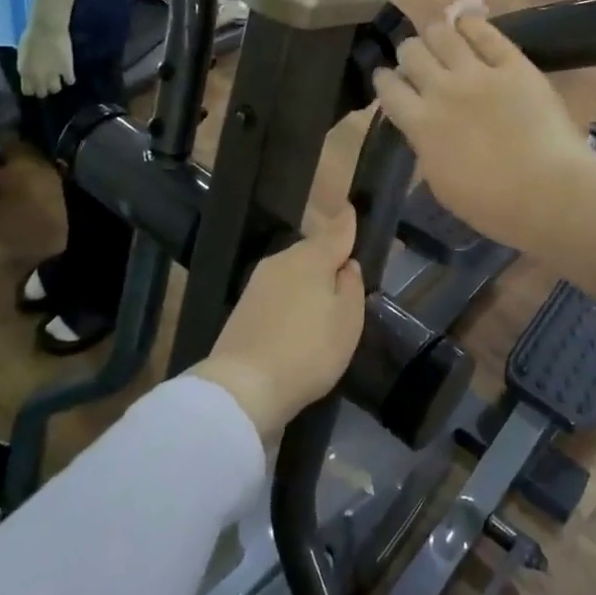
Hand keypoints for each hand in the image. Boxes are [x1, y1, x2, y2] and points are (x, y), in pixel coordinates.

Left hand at [17, 18, 76, 96]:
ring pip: (56, 89)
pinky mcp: (67, 70)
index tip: (35, 84)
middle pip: (42, 93)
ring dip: (56, 85)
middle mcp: (39, 78)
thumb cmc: (31, 36)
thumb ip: (26, 66)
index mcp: (25, 72)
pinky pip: (70, 81)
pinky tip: (68, 73)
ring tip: (58, 78)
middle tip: (47, 81)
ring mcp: (54, 75)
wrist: (47, 29)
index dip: (32, 88)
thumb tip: (31, 71)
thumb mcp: (23, 54)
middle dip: (44, 88)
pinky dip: (69, 79)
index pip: (28, 91)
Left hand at [191, 211, 365, 439]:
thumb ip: (352, 286)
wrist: (243, 386)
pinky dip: (291, 298)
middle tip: (346, 275)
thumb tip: (347, 265)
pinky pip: (278, 291)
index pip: (336, 232)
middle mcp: (282, 260)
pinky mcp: (244, 306)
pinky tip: (297, 318)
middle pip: (313, 251)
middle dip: (328, 258)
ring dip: (309, 280)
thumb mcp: (348, 320)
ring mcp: (259, 282)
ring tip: (324, 302)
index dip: (347, 222)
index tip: (351, 208)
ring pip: (293, 271)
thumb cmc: (308, 351)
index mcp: (312, 258)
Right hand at [372, 9, 595, 254]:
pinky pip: (485, 32)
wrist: (549, 193)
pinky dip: (472, 25)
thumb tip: (425, 129)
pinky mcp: (513, 64)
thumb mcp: (442, 183)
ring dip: (437, 35)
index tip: (389, 79)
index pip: (388, 88)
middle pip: (410, 52)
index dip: (385, 79)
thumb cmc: (493, 205)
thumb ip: (427, 147)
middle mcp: (442, 90)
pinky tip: (468, 26)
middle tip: (419, 62)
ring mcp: (478, 73)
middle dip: (409, 53)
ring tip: (444, 42)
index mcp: (421, 124)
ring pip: (441, 33)